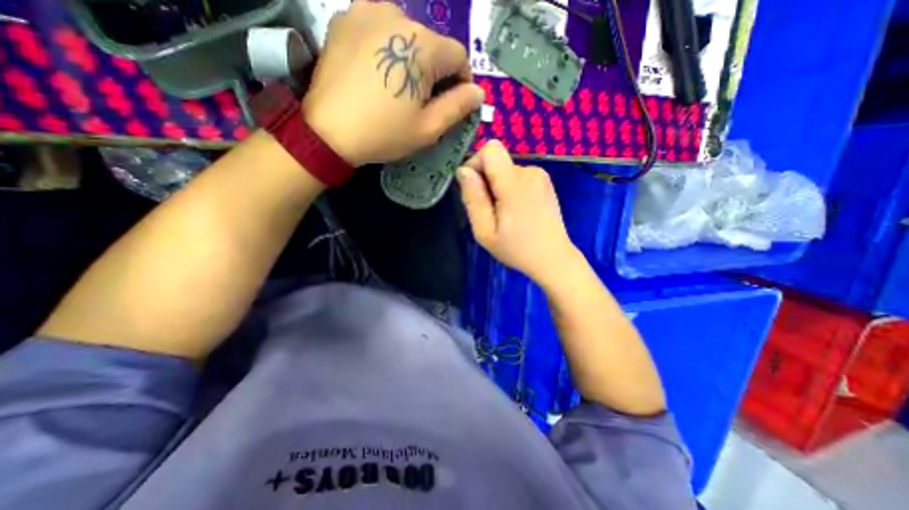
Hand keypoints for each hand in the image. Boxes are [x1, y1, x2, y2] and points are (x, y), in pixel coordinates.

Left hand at [302, 0, 481, 164]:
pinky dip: (388, 48)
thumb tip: (478, 92)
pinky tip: (378, 72)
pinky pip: (380, 29)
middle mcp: (397, 14)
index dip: (462, 81)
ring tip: (399, 87)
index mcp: (422, 45)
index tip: (454, 102)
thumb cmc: (384, 133)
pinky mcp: (345, 18)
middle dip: (436, 71)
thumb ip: (458, 107)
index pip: (459, 56)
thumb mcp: (428, 128)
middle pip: (432, 44)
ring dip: (412, 58)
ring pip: (407, 34)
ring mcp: (366, 11)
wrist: (327, 131)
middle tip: (424, 101)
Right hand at [459, 141, 576, 283]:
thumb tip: (463, 171)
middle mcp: (530, 172)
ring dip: (498, 188)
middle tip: (490, 212)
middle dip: (486, 182)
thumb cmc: (516, 249)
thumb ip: (473, 198)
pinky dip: (510, 189)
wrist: (553, 259)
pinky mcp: (544, 181)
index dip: (475, 163)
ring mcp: (540, 175)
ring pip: (505, 170)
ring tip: (504, 214)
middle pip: (496, 161)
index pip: (490, 149)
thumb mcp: (484, 231)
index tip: (473, 188)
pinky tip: (516, 211)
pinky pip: (517, 176)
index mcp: (514, 184)